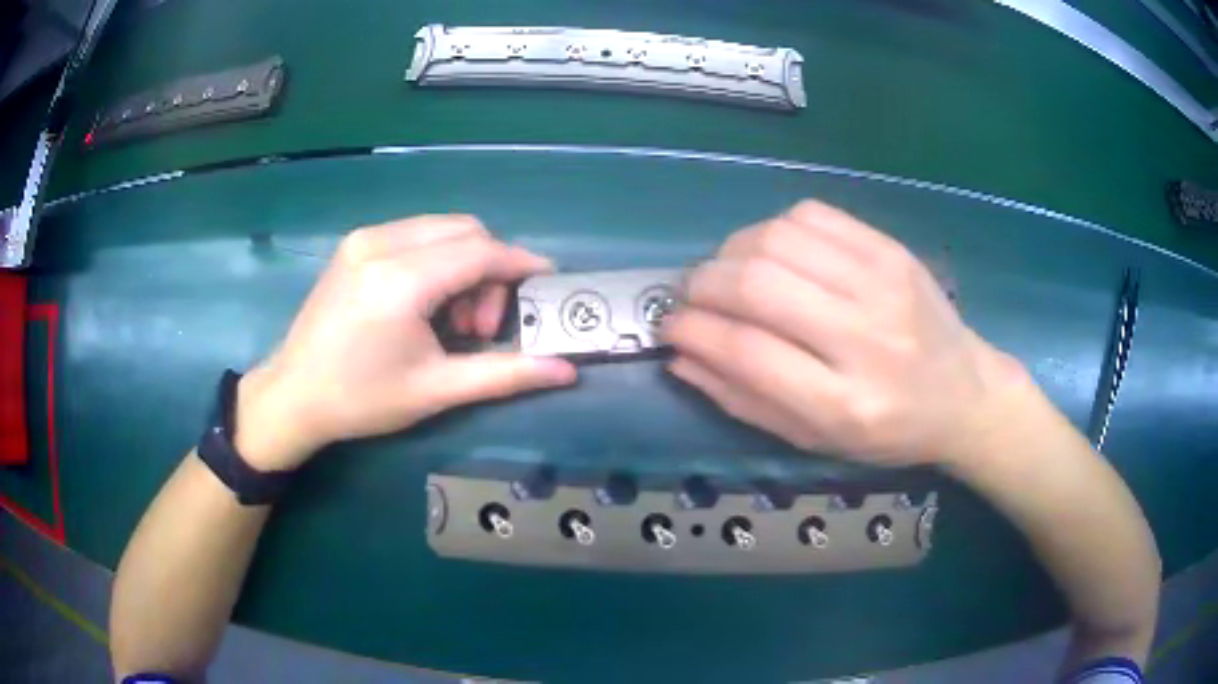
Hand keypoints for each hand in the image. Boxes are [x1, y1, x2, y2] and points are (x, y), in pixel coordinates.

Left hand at [235, 215, 576, 470]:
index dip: (521, 264)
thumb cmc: (362, 399)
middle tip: (480, 328)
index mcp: (401, 280)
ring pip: (442, 229)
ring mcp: (364, 238)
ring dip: (464, 265)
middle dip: (490, 271)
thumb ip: (506, 374)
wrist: (294, 395)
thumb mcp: (436, 390)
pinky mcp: (355, 243)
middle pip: (465, 231)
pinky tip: (426, 302)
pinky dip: (437, 260)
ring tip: (452, 321)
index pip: (481, 252)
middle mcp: (382, 243)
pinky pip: (416, 234)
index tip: (548, 284)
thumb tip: (567, 370)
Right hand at [663, 201, 1024, 466]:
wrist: (964, 393)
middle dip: (703, 285)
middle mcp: (865, 337)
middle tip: (692, 297)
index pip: (748, 351)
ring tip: (730, 274)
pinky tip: (774, 253)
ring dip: (733, 251)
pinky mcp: (890, 249)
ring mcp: (882, 283)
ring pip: (778, 238)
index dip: (694, 331)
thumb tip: (682, 355)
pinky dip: (773, 229)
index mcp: (845, 403)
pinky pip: (811, 214)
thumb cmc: (889, 431)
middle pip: (757, 284)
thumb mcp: (816, 440)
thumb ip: (746, 400)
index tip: (669, 327)